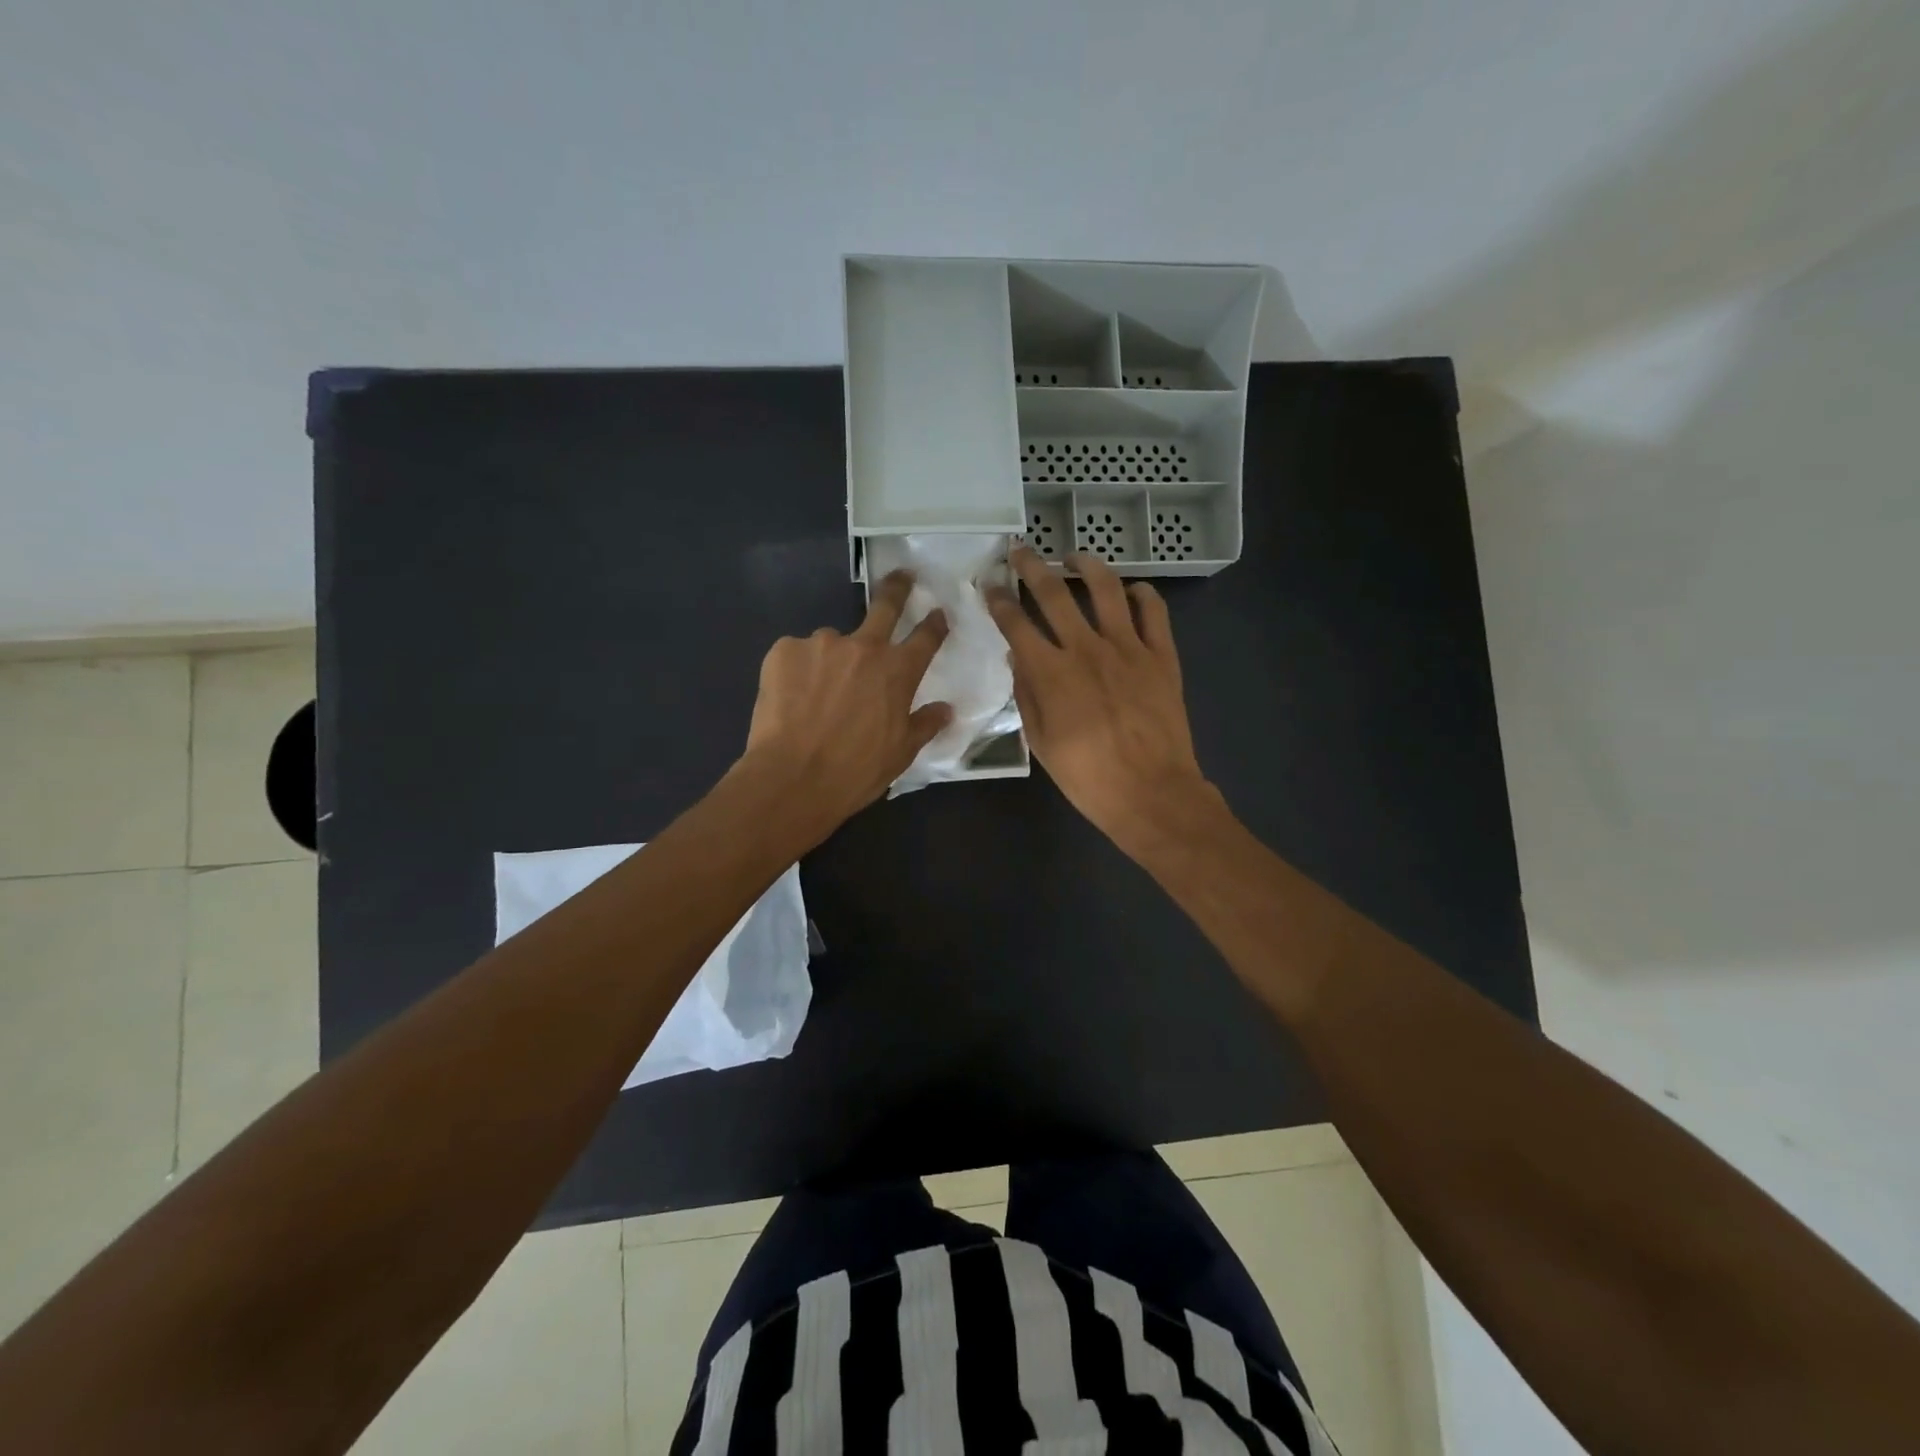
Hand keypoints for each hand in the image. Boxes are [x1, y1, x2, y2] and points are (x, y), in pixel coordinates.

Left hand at [738, 571, 952, 841]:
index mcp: (898, 671)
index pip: (926, 637)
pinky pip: (797, 654)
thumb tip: (946, 710)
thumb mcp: (901, 753)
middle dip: (898, 588)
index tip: (938, 613)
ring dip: (833, 658)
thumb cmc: (855, 771)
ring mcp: (821, 644)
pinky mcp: (783, 650)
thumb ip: (924, 724)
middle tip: (903, 576)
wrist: (792, 779)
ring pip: (832, 642)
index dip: (935, 623)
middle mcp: (863, 647)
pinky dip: (798, 671)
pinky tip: (792, 698)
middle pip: (885, 605)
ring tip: (817, 693)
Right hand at [987, 546, 1218, 851]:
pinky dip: (1142, 594)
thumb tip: (1017, 658)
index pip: (1016, 623)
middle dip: (1031, 567)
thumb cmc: (1087, 777)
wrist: (1151, 793)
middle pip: (1054, 593)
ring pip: (1106, 588)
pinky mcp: (1162, 656)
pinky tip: (1132, 590)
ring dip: (1087, 565)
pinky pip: (1153, 611)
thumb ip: (1027, 694)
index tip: (989, 586)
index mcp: (1051, 672)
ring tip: (1074, 558)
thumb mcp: (1041, 742)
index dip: (998, 600)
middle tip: (1021, 552)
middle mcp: (1086, 649)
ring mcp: (1128, 648)